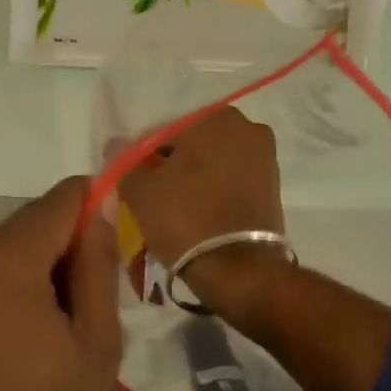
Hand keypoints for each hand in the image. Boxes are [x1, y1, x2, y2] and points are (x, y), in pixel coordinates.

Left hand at [0, 177, 121, 390]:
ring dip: (23, 278)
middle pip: (25, 229)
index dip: (92, 214)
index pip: (60, 200)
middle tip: (76, 320)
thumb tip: (98, 210)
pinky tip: (2, 350)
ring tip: (37, 345)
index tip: (108, 253)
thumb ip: (98, 266)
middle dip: (56, 257)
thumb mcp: (95, 350)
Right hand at [117, 107, 288, 318]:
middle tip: (149, 195)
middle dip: (170, 165)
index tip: (132, 181)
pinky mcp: (272, 189)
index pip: (164, 131)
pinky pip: (229, 183)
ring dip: (191, 180)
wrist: (240, 271)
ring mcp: (265, 160)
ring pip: (212, 164)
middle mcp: (248, 129)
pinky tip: (194, 215)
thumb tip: (117, 146)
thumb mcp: (140, 190)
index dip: (143, 156)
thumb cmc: (186, 219)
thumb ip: (126, 163)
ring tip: (170, 209)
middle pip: (192, 145)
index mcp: (217, 118)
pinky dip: (211, 193)